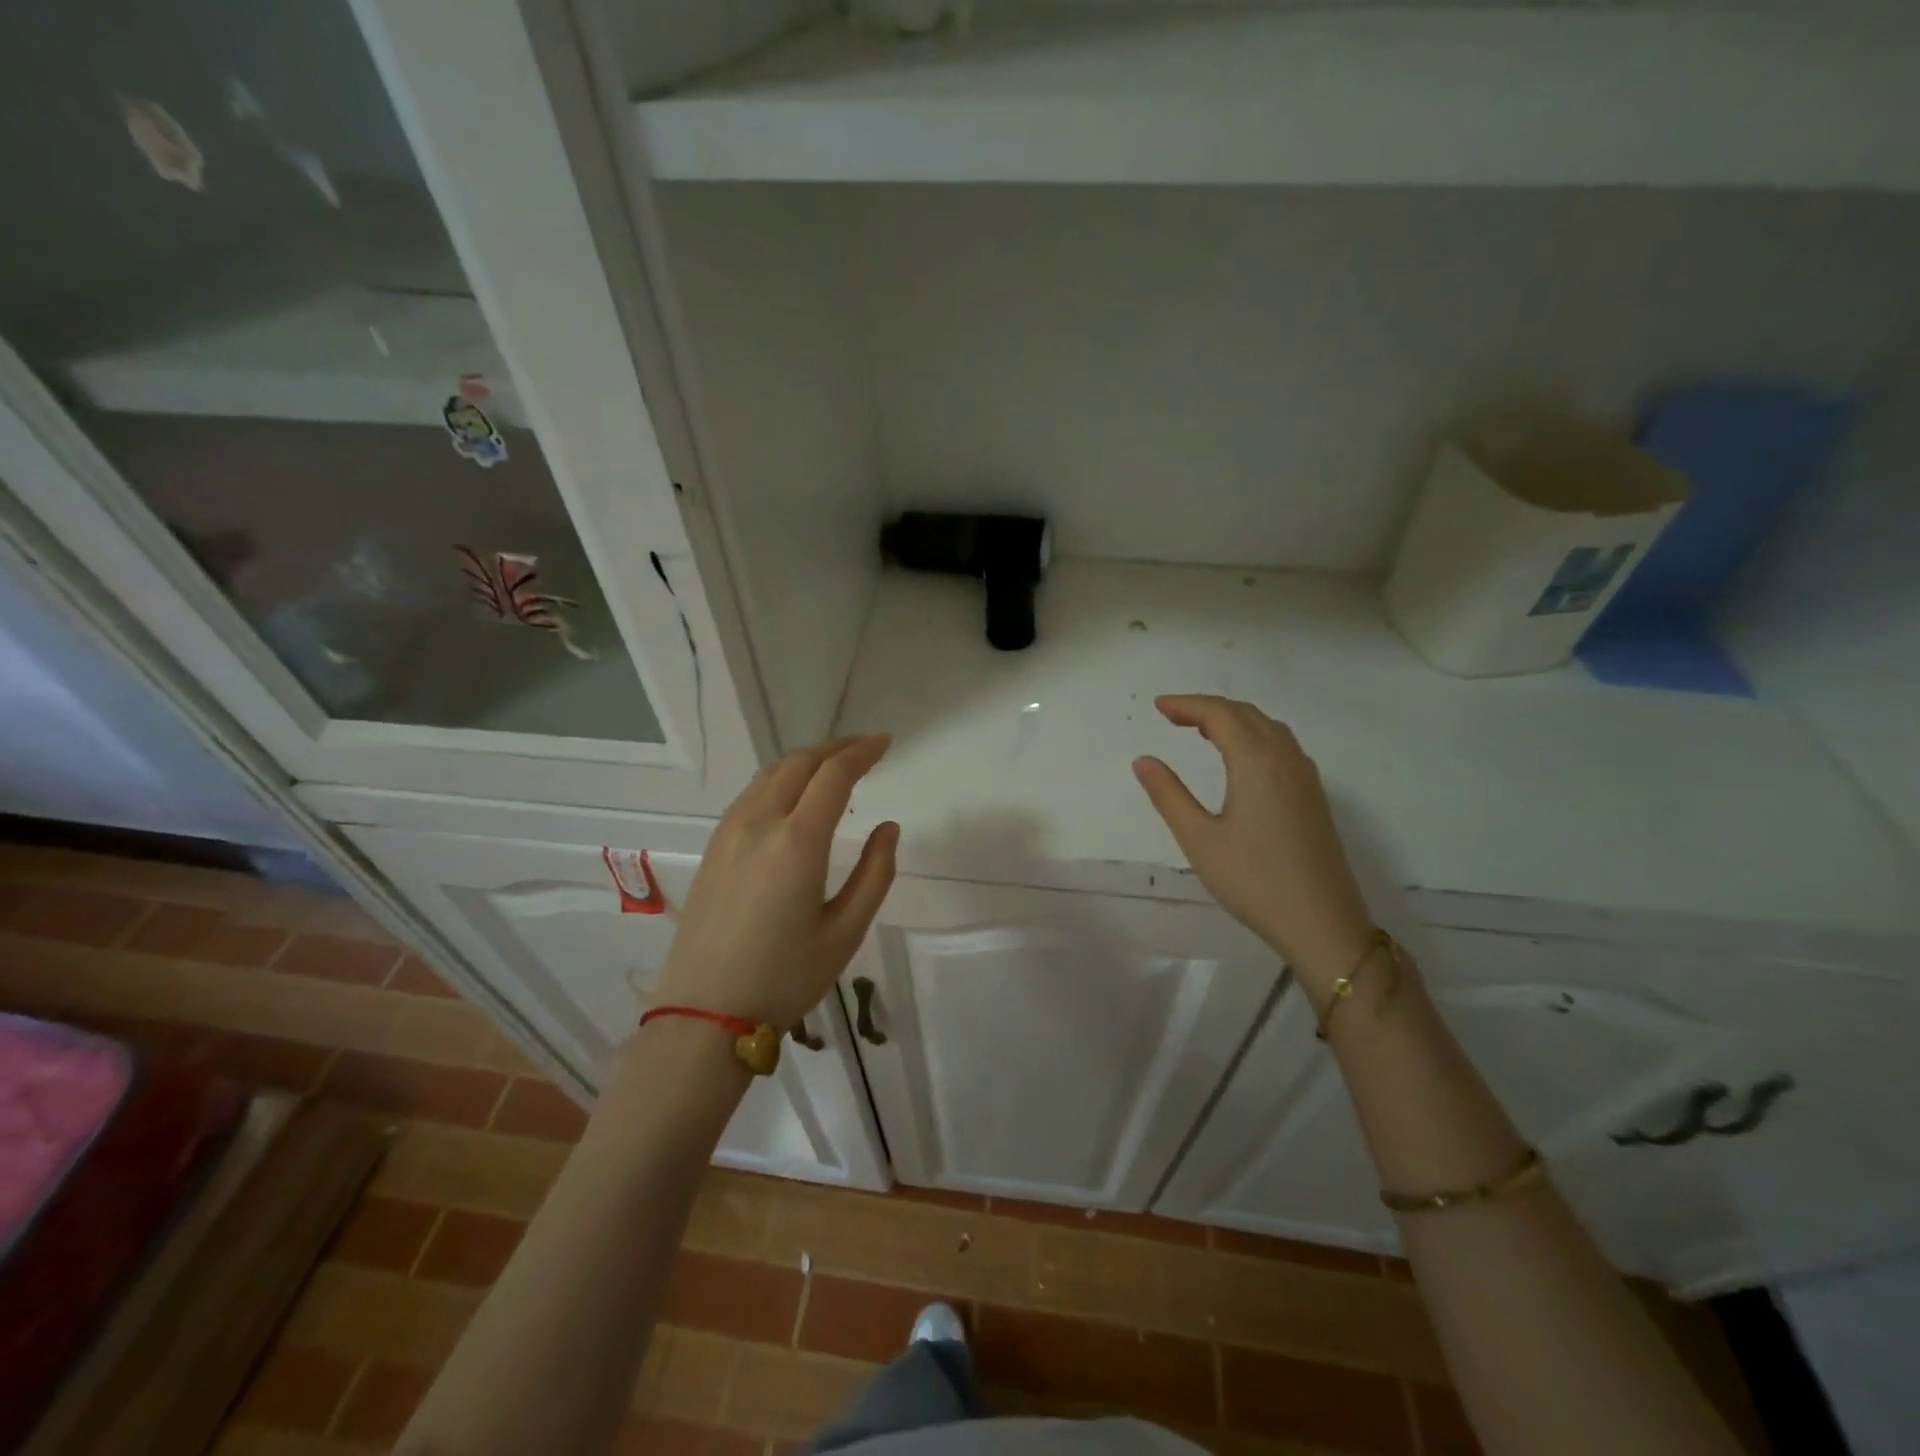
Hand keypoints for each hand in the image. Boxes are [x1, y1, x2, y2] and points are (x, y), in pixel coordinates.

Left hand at [654, 736, 898, 1030]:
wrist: (704, 1014)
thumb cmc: (784, 977)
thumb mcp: (845, 931)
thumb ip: (875, 873)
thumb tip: (888, 828)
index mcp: (797, 841)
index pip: (834, 775)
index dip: (863, 752)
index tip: (886, 743)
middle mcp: (760, 823)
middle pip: (800, 762)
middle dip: (836, 747)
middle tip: (866, 747)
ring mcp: (730, 832)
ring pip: (771, 773)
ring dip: (806, 759)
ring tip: (834, 764)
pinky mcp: (714, 847)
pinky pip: (751, 793)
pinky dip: (781, 778)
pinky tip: (793, 793)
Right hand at [1133, 695, 1373, 987]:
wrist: (1322, 922)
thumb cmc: (1254, 880)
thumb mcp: (1199, 839)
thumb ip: (1169, 795)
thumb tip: (1143, 760)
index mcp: (1256, 762)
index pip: (1220, 715)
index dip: (1187, 705)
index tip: (1158, 706)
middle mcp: (1285, 759)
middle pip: (1246, 714)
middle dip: (1208, 708)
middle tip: (1173, 715)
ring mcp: (1305, 777)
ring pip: (1268, 728)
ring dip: (1234, 719)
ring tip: (1202, 730)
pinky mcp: (1314, 797)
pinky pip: (1282, 746)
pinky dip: (1255, 736)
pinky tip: (1242, 758)